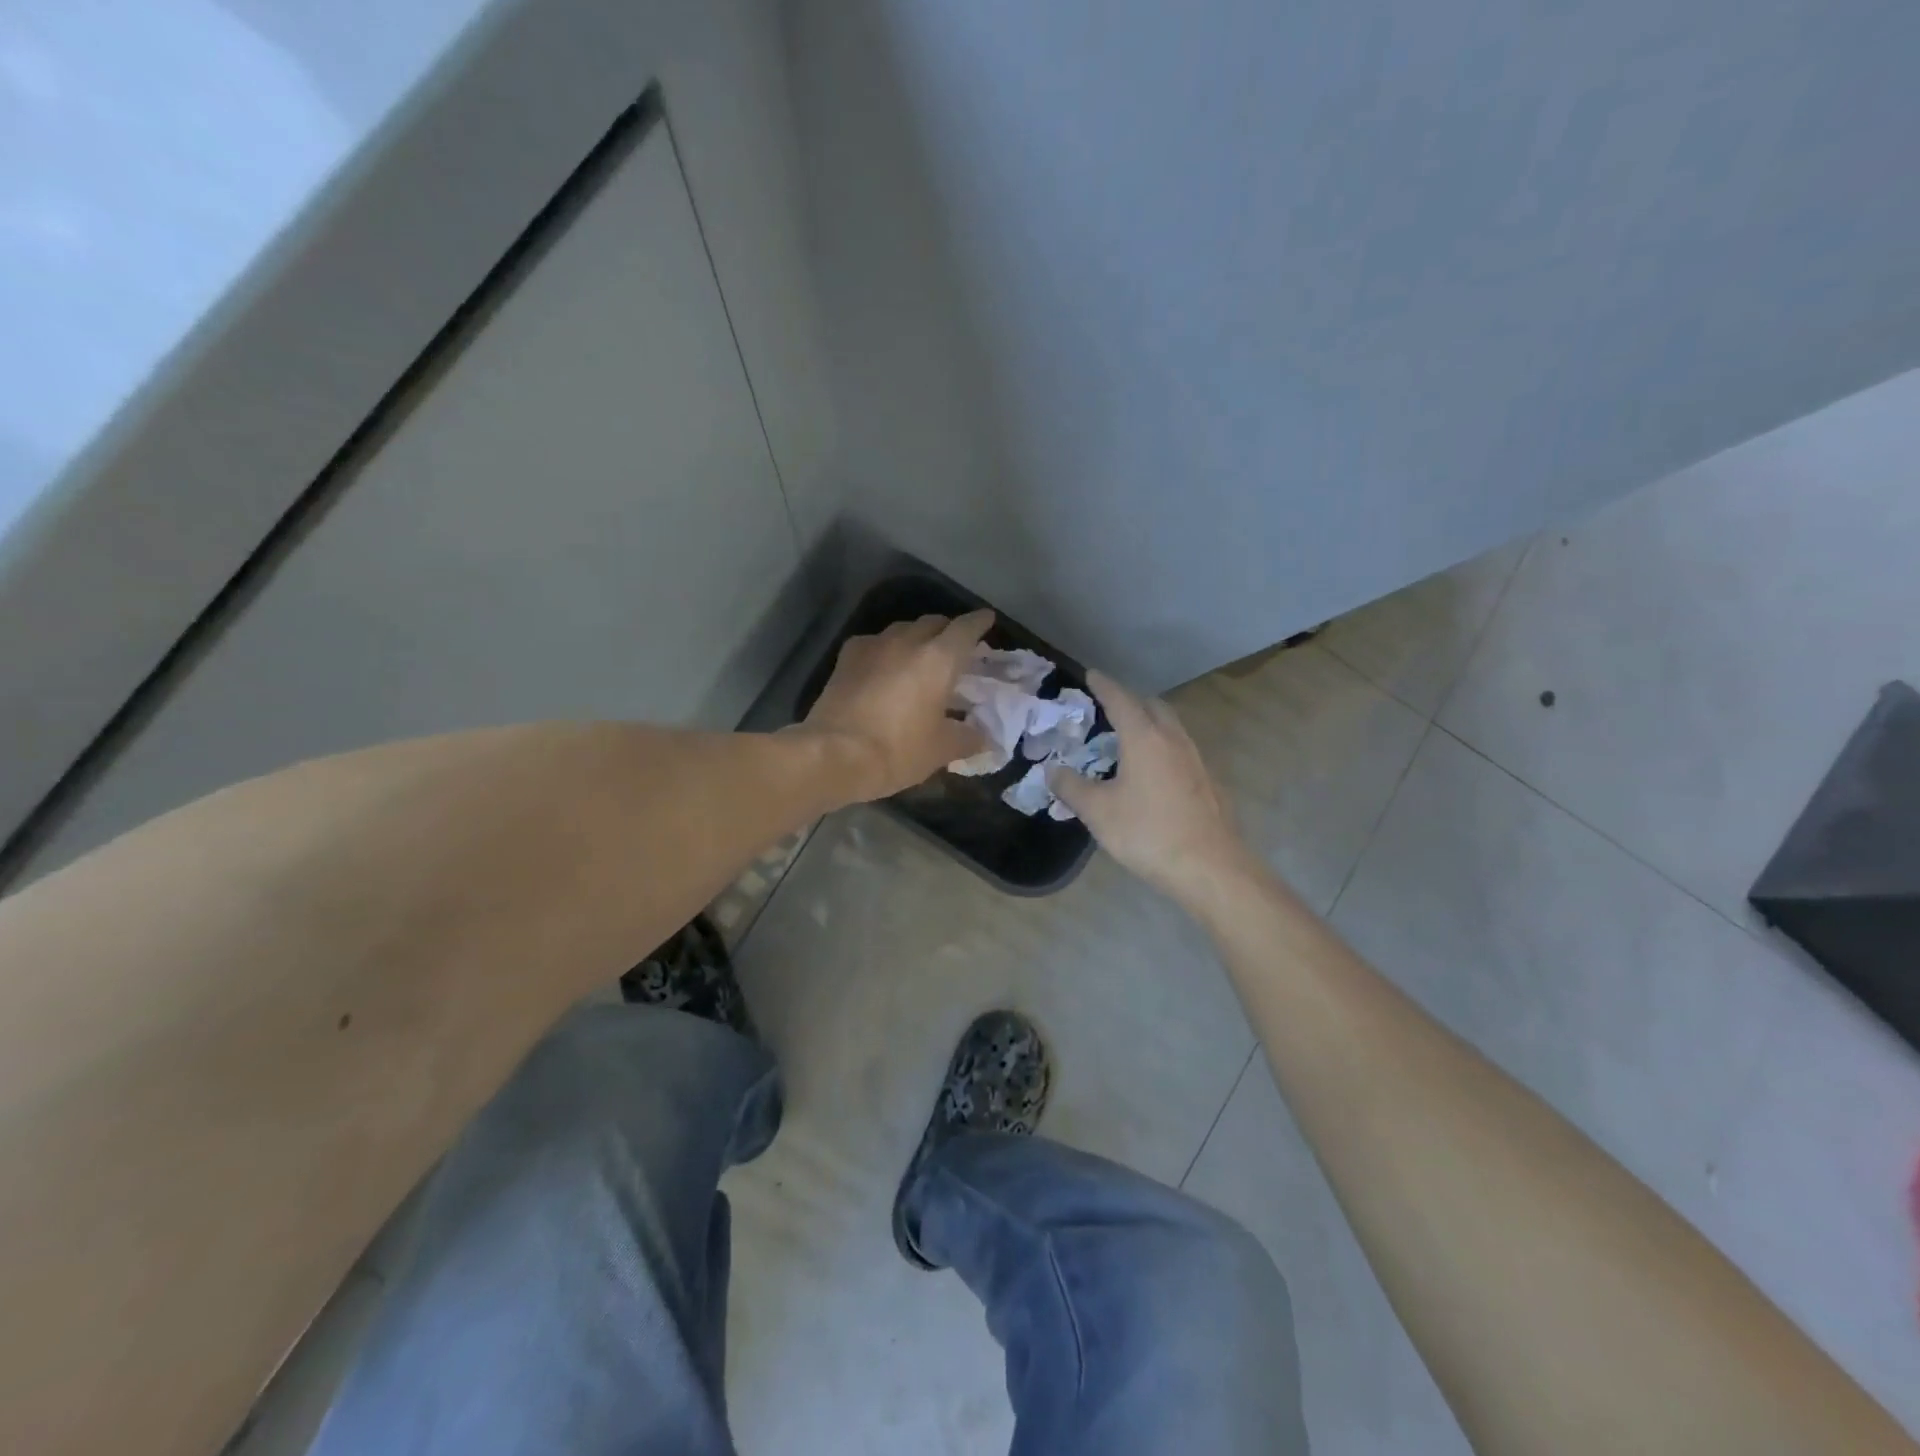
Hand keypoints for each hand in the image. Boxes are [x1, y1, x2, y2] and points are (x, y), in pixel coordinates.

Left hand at [801, 610, 994, 800]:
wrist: (834, 754)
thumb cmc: (898, 750)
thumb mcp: (941, 750)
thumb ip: (967, 738)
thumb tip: (983, 737)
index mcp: (938, 659)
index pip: (966, 628)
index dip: (979, 622)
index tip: (987, 619)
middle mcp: (907, 641)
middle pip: (933, 623)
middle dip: (947, 630)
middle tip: (955, 648)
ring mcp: (873, 646)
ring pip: (902, 629)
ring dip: (916, 637)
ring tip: (920, 656)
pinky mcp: (846, 658)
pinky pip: (874, 644)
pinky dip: (886, 650)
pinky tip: (884, 666)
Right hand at [1048, 670, 1253, 902]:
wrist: (1210, 867)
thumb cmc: (1148, 833)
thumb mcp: (1098, 812)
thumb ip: (1071, 787)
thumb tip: (1052, 770)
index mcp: (1144, 738)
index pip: (1121, 699)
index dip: (1104, 686)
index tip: (1091, 674)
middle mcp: (1173, 739)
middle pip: (1152, 706)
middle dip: (1130, 701)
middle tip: (1109, 708)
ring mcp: (1196, 759)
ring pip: (1171, 727)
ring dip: (1149, 723)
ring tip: (1128, 738)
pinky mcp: (1208, 781)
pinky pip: (1180, 749)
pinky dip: (1163, 746)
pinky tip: (1153, 772)